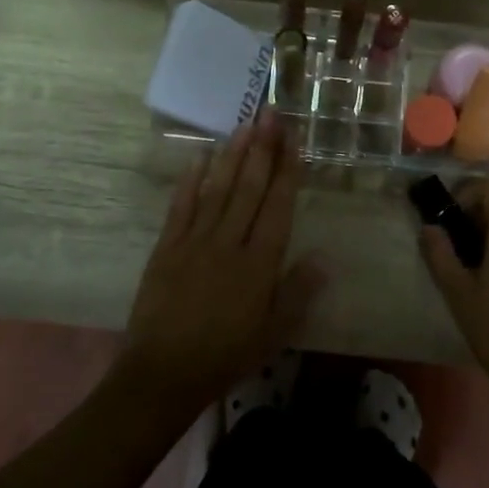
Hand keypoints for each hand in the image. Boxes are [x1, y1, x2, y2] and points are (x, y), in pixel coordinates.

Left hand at [118, 114, 325, 413]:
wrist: (163, 374)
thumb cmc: (226, 356)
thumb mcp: (273, 334)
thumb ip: (298, 293)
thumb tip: (325, 257)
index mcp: (259, 264)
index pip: (277, 206)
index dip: (287, 170)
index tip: (293, 139)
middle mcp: (229, 243)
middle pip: (249, 188)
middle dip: (263, 148)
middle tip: (271, 113)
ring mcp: (195, 242)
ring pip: (218, 189)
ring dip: (233, 155)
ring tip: (245, 124)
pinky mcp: (167, 248)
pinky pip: (181, 207)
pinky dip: (191, 180)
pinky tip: (201, 157)